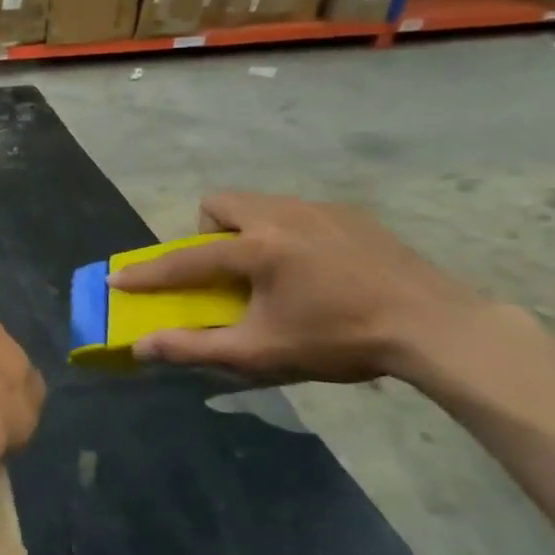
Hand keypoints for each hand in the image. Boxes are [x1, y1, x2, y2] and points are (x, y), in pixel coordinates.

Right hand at [111, 193, 489, 383]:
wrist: (436, 327)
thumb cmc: (340, 340)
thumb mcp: (261, 352)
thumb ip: (195, 347)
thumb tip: (141, 347)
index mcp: (257, 248)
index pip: (185, 259)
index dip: (147, 273)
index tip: (117, 279)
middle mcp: (281, 215)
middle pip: (219, 203)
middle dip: (206, 232)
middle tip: (224, 270)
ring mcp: (319, 209)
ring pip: (258, 202)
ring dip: (245, 229)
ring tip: (269, 269)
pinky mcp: (350, 214)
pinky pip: (296, 211)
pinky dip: (285, 232)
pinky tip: (313, 268)